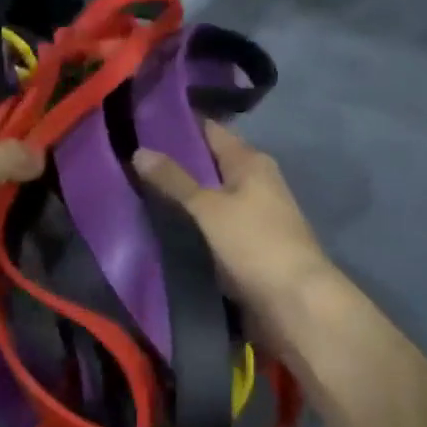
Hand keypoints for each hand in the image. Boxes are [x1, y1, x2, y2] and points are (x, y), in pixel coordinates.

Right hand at [132, 123, 339, 362]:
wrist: (296, 303)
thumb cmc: (254, 243)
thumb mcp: (209, 208)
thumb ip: (174, 180)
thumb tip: (139, 150)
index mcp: (251, 161)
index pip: (210, 131)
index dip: (178, 125)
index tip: (141, 123)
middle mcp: (256, 180)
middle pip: (210, 163)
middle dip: (175, 162)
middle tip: (129, 160)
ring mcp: (255, 214)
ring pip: (211, 195)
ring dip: (183, 195)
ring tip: (137, 190)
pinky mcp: (250, 245)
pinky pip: (214, 224)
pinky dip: (193, 222)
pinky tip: (165, 226)